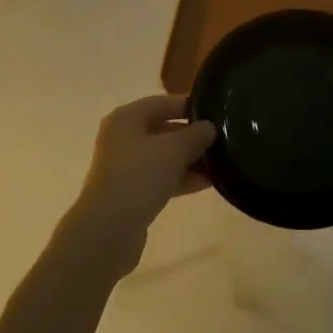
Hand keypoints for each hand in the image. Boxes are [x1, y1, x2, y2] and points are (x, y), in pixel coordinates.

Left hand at [71, 95, 215, 267]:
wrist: (109, 229)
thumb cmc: (140, 176)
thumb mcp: (175, 149)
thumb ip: (196, 134)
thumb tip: (209, 127)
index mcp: (127, 118)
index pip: (163, 103)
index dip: (189, 106)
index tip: (216, 113)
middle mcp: (122, 138)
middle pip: (163, 130)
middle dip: (192, 136)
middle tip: (222, 140)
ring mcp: (125, 167)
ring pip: (163, 156)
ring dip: (190, 160)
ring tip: (221, 164)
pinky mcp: (130, 192)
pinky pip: (160, 178)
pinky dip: (181, 179)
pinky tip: (208, 184)